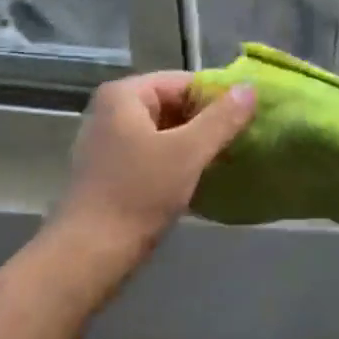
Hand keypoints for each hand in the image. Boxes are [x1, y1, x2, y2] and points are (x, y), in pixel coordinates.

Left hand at [58, 71, 256, 256]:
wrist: (89, 256)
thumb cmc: (138, 194)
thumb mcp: (188, 152)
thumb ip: (222, 118)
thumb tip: (250, 87)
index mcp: (124, 95)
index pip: (183, 82)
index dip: (217, 97)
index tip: (248, 118)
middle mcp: (111, 111)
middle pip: (172, 105)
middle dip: (206, 122)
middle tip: (240, 140)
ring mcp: (108, 142)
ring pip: (164, 132)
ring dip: (193, 144)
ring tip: (226, 159)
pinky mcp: (110, 172)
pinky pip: (152, 154)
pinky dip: (176, 162)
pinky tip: (199, 179)